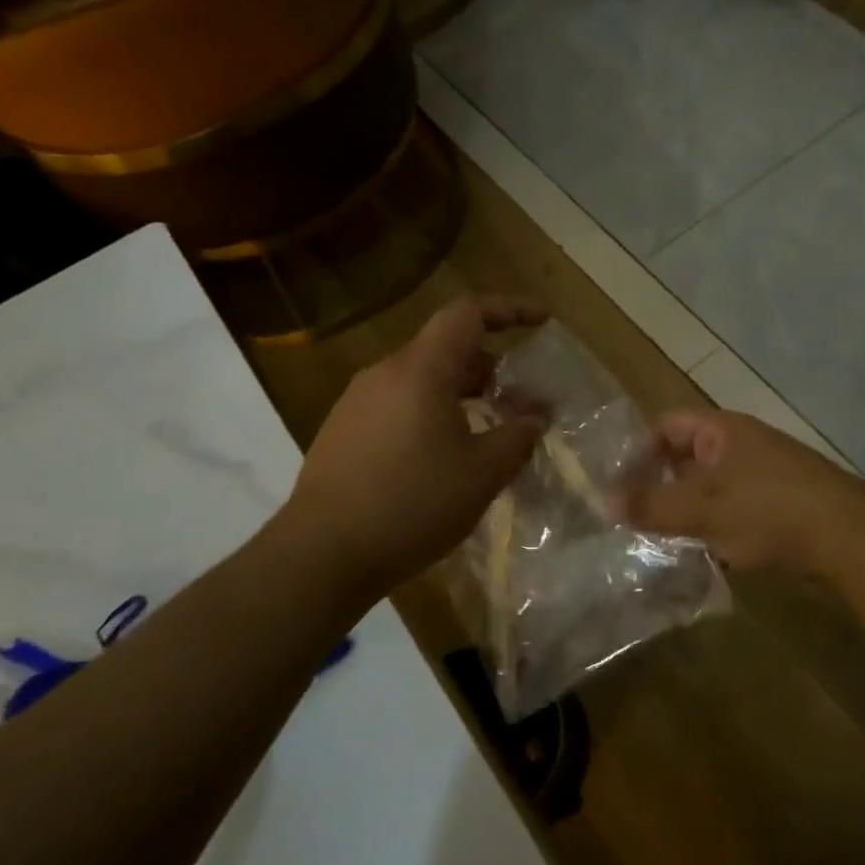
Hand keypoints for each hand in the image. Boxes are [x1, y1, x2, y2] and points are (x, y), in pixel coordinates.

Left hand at [283, 297, 546, 595]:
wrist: (322, 554)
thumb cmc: (413, 505)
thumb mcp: (482, 474)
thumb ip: (517, 437)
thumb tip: (535, 419)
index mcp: (420, 370)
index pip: (467, 314)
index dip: (509, 310)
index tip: (542, 322)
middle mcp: (385, 373)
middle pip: (446, 349)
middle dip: (491, 368)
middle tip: (522, 402)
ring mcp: (358, 402)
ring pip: (422, 379)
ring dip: (462, 394)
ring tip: (489, 431)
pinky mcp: (343, 431)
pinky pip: (399, 404)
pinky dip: (432, 413)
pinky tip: (445, 456)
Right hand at [615, 410, 864, 578]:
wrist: (850, 539)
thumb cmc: (770, 510)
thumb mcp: (703, 507)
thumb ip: (653, 504)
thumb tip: (602, 499)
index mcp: (722, 431)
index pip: (667, 426)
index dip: (639, 451)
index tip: (619, 485)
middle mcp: (742, 445)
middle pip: (687, 458)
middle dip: (661, 486)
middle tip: (634, 518)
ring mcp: (763, 476)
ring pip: (710, 489)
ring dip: (688, 512)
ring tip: (662, 541)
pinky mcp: (779, 507)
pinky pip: (734, 511)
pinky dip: (716, 528)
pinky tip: (706, 554)